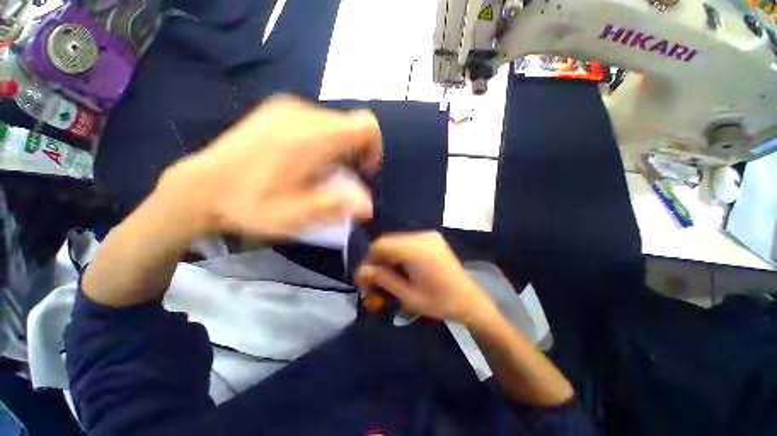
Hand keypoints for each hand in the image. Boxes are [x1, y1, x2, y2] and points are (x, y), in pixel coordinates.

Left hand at [158, 95, 381, 237]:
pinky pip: (305, 116)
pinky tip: (285, 156)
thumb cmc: (248, 204)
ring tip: (304, 169)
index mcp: (313, 137)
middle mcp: (302, 113)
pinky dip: (308, 134)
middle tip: (327, 179)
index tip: (358, 173)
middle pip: (345, 124)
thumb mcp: (291, 217)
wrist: (203, 185)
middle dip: (347, 151)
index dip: (372, 148)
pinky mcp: (271, 107)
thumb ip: (332, 206)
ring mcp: (284, 106)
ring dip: (327, 143)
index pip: (366, 125)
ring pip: (325, 120)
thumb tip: (366, 203)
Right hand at [356, 232, 497, 324]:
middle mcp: (423, 237)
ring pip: (396, 243)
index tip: (364, 280)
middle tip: (373, 283)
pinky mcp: (434, 241)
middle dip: (377, 262)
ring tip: (388, 281)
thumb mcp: (408, 296)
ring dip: (388, 260)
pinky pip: (408, 244)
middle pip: (387, 243)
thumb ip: (383, 280)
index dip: (368, 262)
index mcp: (417, 250)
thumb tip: (361, 271)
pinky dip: (399, 257)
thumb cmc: (440, 303)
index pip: (380, 246)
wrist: (469, 301)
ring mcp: (430, 237)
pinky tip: (402, 273)